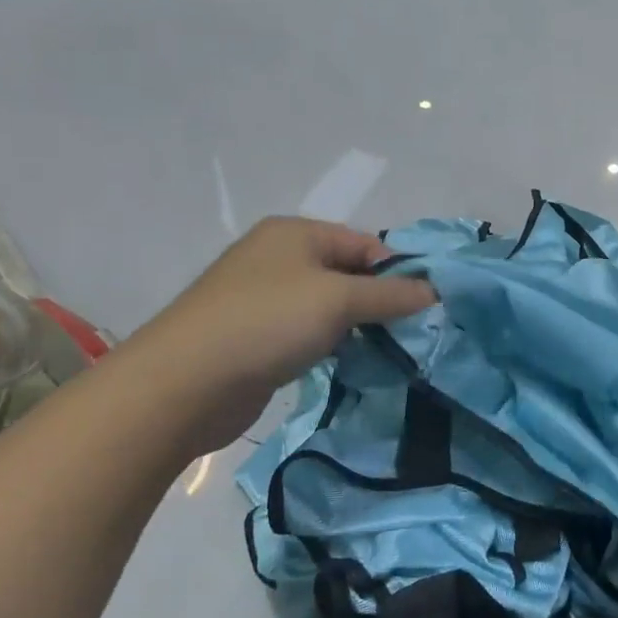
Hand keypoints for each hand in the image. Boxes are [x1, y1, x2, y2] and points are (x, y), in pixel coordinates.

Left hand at [130, 218, 435, 444]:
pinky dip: (332, 345)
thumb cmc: (267, 323)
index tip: (428, 306)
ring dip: (358, 327)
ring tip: (390, 351)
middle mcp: (280, 258)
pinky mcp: (257, 337)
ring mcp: (265, 298)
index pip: (365, 244)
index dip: (399, 271)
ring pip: (330, 306)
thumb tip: (434, 291)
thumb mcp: (339, 300)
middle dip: (381, 301)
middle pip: (348, 273)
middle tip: (413, 332)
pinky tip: (350, 365)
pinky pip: (309, 333)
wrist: (182, 384)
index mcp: (296, 233)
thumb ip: (391, 294)